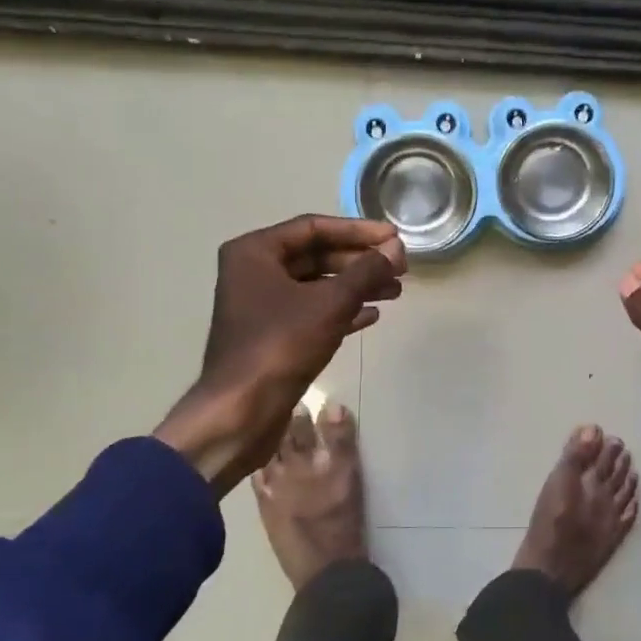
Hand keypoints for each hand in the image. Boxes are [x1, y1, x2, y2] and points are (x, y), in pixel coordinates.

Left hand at [155, 215, 404, 493]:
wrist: (241, 412)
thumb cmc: (281, 345)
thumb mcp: (330, 303)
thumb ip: (367, 271)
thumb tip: (397, 248)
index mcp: (255, 252)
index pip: (314, 228)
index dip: (359, 231)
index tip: (394, 237)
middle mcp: (253, 272)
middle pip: (317, 255)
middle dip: (360, 261)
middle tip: (399, 267)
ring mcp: (261, 305)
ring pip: (317, 285)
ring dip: (356, 286)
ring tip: (395, 292)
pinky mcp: (271, 334)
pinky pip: (312, 311)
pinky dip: (341, 310)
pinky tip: (372, 315)